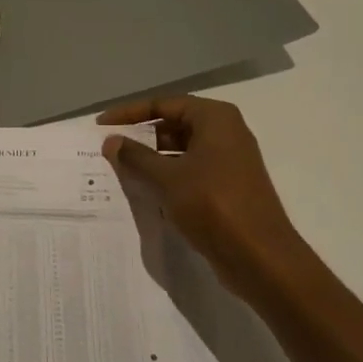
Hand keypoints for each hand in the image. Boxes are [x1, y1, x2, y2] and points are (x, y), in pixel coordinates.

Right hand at [100, 96, 314, 308]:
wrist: (260, 257)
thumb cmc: (213, 205)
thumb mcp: (167, 178)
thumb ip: (136, 157)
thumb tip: (111, 141)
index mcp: (215, 118)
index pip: (164, 104)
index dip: (130, 113)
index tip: (101, 125)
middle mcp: (225, 132)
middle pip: (174, 125)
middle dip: (141, 136)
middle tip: (109, 148)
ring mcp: (229, 160)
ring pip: (181, 150)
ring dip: (152, 159)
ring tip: (120, 170)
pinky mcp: (228, 186)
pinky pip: (191, 171)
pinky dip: (168, 176)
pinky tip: (145, 191)